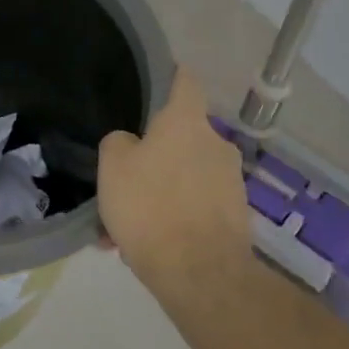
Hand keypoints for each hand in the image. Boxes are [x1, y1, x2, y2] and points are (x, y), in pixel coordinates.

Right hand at [97, 69, 252, 293]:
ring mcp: (230, 182)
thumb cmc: (151, 205)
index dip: (170, 76)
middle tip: (124, 178)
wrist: (200, 273)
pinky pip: (193, 207)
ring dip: (159, 192)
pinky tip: (143, 246)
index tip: (156, 79)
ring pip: (183, 177)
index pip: (185, 81)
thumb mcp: (113, 165)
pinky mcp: (235, 216)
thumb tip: (132, 144)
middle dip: (154, 154)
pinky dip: (172, 218)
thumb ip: (119, 143)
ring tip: (125, 225)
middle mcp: (216, 144)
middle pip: (181, 137)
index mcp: (186, 122)